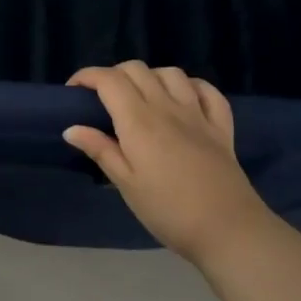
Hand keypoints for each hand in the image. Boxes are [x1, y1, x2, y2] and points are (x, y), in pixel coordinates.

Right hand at [63, 62, 272, 261]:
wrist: (229, 231)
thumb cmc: (168, 210)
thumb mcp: (126, 184)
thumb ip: (100, 150)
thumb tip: (71, 128)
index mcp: (138, 121)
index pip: (108, 80)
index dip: (87, 76)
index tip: (73, 91)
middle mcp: (167, 108)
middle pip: (136, 69)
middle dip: (113, 75)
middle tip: (102, 99)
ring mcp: (198, 115)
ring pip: (171, 73)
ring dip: (150, 77)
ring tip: (141, 97)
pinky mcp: (221, 127)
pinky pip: (208, 91)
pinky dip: (191, 86)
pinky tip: (183, 99)